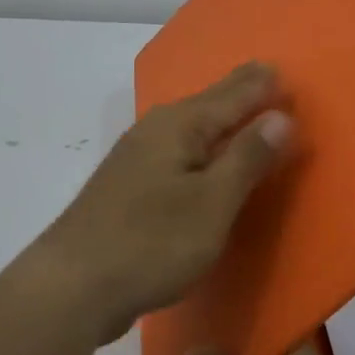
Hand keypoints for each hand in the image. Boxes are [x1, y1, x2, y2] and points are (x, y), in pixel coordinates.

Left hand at [35, 62, 292, 342]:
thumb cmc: (151, 242)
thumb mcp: (212, 203)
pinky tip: (201, 153)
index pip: (233, 95)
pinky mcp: (129, 184)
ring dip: (219, 116)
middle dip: (239, 91)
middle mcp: (156, 129)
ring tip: (241, 107)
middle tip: (266, 73)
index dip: (261, 85)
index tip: (283, 68)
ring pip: (190, 125)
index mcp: (180, 125)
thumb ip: (247, 158)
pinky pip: (178, 148)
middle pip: (208, 103)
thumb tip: (280, 116)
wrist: (71, 286)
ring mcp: (137, 156)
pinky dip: (201, 143)